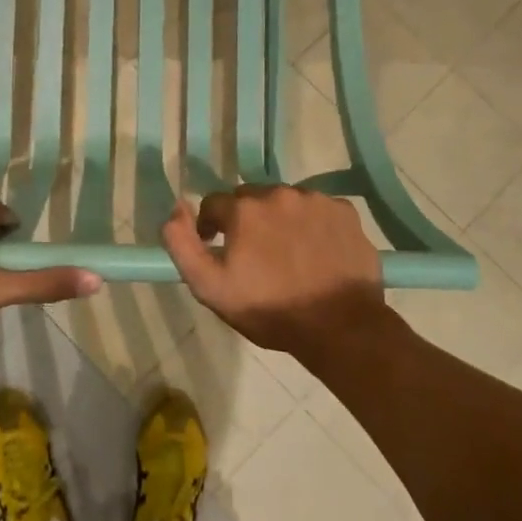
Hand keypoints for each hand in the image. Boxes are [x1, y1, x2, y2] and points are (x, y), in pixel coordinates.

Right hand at [162, 186, 386, 361]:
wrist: (339, 327)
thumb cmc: (269, 310)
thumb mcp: (209, 286)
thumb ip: (182, 244)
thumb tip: (176, 207)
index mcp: (244, 209)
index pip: (213, 204)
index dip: (210, 227)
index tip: (218, 250)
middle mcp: (279, 193)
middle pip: (250, 198)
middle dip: (245, 220)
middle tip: (253, 254)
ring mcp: (316, 200)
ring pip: (285, 201)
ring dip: (279, 219)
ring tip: (286, 253)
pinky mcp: (345, 212)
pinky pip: (318, 209)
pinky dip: (311, 224)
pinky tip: (315, 251)